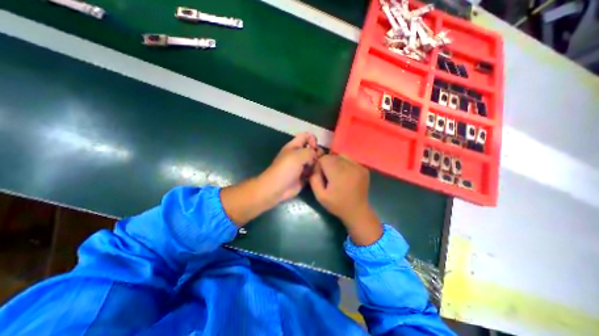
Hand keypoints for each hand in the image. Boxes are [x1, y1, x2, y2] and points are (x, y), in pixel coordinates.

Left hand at [257, 132, 322, 202]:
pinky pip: (313, 171)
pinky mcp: (304, 176)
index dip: (312, 139)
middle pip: (312, 149)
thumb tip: (316, 156)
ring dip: (318, 164)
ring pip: (314, 161)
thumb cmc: (285, 169)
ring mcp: (301, 166)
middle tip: (319, 160)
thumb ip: (310, 152)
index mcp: (294, 146)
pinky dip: (316, 172)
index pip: (306, 136)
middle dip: (318, 153)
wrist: (277, 188)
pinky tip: (317, 175)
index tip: (315, 147)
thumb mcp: (298, 155)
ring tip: (319, 168)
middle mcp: (298, 154)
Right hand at [312, 154, 380, 244]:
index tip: (320, 173)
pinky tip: (345, 175)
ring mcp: (358, 167)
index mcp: (338, 174)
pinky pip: (349, 160)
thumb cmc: (337, 204)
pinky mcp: (363, 168)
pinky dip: (344, 164)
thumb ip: (314, 179)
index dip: (320, 164)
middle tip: (328, 175)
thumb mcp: (320, 195)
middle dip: (327, 163)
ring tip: (336, 174)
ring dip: (336, 162)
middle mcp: (349, 167)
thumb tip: (314, 165)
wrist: (357, 211)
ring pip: (341, 156)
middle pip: (333, 156)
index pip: (324, 158)